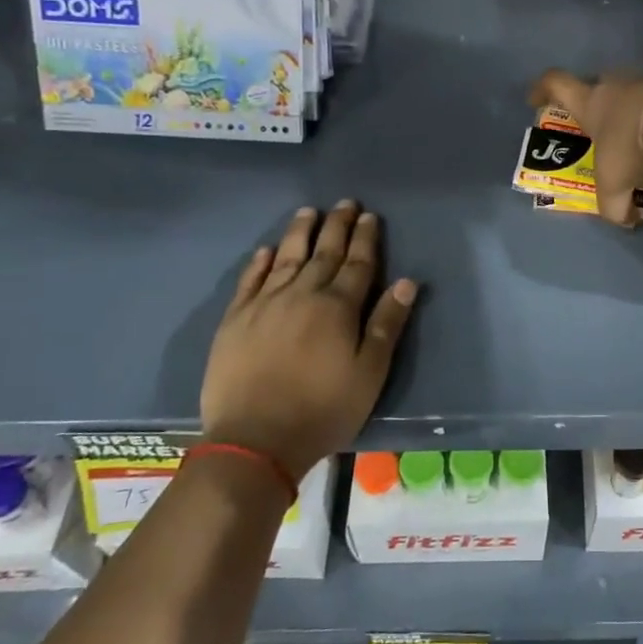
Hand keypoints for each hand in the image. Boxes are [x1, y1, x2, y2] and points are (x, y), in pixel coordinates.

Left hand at [200, 202, 417, 478]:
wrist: (255, 440)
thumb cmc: (323, 409)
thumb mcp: (369, 373)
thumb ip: (386, 324)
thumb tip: (406, 282)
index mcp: (337, 307)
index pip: (357, 263)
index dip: (366, 238)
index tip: (370, 216)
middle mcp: (302, 294)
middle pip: (323, 253)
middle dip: (337, 226)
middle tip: (344, 203)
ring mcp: (264, 304)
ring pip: (286, 258)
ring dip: (300, 233)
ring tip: (308, 212)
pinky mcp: (235, 320)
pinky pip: (250, 281)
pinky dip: (260, 262)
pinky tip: (266, 250)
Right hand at [529, 68, 642, 225]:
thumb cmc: (633, 147)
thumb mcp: (615, 185)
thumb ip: (614, 207)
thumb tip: (625, 220)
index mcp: (591, 102)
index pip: (555, 84)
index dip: (542, 89)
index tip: (536, 99)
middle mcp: (616, 83)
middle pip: (599, 84)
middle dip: (600, 103)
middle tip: (607, 127)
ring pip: (637, 87)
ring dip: (639, 106)